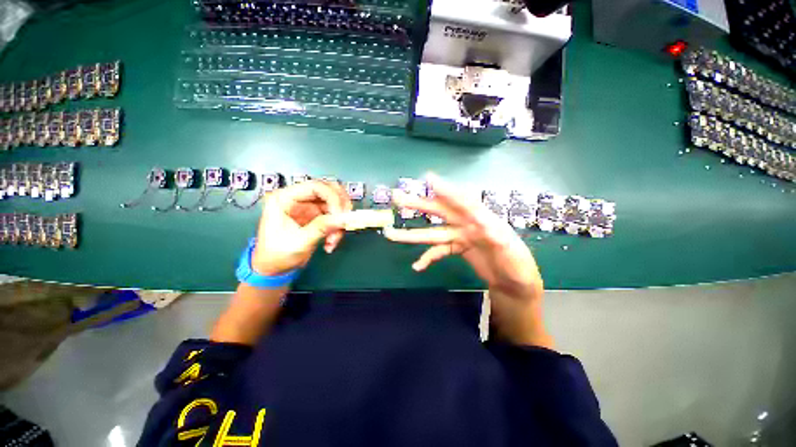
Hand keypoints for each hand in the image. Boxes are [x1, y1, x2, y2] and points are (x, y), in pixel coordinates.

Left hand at [252, 180, 352, 275]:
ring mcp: (308, 207)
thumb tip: (343, 218)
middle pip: (329, 190)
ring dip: (340, 221)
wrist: (273, 270)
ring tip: (334, 238)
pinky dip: (338, 228)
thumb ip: (322, 227)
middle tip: (345, 221)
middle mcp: (297, 199)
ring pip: (335, 204)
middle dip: (340, 207)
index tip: (340, 215)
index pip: (315, 187)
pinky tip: (331, 241)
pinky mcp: (316, 216)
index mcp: (284, 198)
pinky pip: (334, 216)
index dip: (333, 198)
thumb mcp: (299, 241)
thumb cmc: (276, 255)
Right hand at [384, 173, 550, 346]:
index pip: (463, 202)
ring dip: (412, 234)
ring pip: (433, 233)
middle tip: (398, 198)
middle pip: (440, 212)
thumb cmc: (519, 267)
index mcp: (483, 220)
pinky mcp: (457, 249)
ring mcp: (461, 237)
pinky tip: (416, 265)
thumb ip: (497, 239)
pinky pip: (438, 251)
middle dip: (419, 205)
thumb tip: (483, 225)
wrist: (515, 285)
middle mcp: (468, 225)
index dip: (446, 190)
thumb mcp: (512, 254)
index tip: (428, 179)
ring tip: (390, 234)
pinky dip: (427, 257)